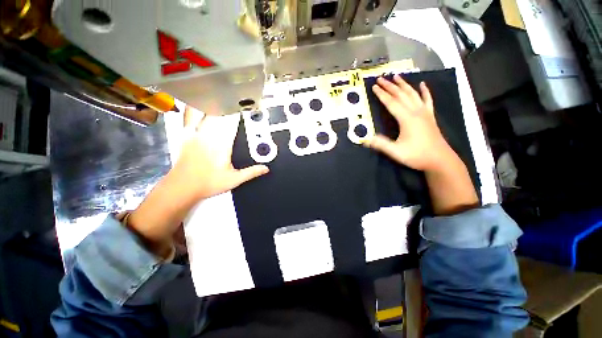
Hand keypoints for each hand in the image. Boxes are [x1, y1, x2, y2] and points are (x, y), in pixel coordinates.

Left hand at [128, 106, 268, 257]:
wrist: (184, 185)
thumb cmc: (207, 183)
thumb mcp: (232, 180)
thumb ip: (250, 172)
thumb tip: (265, 168)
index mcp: (224, 142)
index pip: (234, 121)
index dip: (242, 110)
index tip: (248, 102)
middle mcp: (211, 133)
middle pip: (221, 112)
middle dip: (229, 102)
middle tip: (235, 94)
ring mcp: (197, 132)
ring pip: (206, 110)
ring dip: (213, 102)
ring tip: (218, 92)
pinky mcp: (187, 134)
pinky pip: (189, 116)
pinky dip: (192, 107)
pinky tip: (193, 100)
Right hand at [367, 75, 478, 214]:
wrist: (439, 158)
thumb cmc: (418, 155)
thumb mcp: (397, 153)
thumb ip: (382, 145)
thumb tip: (365, 139)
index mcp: (406, 118)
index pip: (391, 102)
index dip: (381, 94)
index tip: (374, 86)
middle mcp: (414, 111)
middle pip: (401, 94)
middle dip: (390, 86)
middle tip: (380, 78)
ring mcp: (424, 112)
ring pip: (412, 94)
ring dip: (404, 84)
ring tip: (396, 76)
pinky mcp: (430, 115)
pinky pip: (428, 99)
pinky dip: (425, 91)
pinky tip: (423, 84)